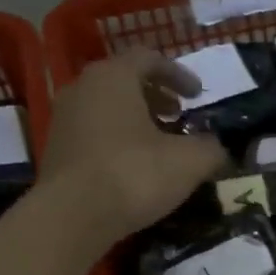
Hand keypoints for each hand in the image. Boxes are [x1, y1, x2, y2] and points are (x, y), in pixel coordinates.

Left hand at [38, 49, 226, 241]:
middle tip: (179, 116)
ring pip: (108, 106)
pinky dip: (119, 138)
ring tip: (161, 144)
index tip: (198, 95)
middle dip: (157, 96)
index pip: (149, 58)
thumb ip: (211, 148)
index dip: (179, 74)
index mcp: (114, 77)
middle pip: (125, 80)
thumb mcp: (189, 162)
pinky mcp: (57, 148)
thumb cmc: (134, 174)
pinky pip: (95, 131)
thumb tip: (218, 147)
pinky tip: (136, 165)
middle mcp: (83, 87)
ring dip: (138, 119)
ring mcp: (64, 118)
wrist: (72, 216)